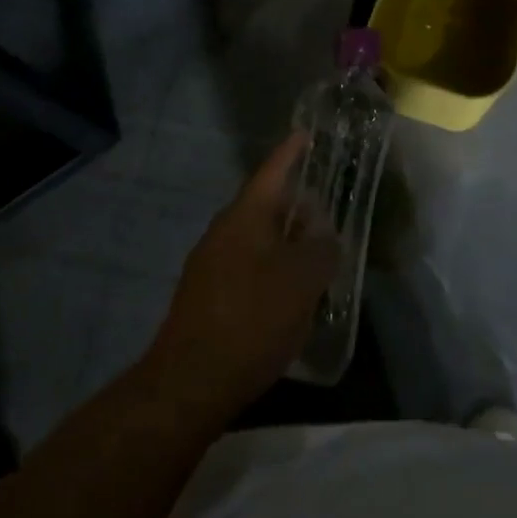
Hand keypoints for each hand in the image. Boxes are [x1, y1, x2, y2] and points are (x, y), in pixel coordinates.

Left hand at [143, 132, 338, 417]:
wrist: (190, 382)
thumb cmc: (252, 319)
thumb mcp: (302, 282)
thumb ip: (320, 251)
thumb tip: (325, 236)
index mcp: (245, 217)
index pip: (271, 172)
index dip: (290, 153)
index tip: (304, 135)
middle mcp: (223, 232)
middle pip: (264, 207)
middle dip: (295, 207)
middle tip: (326, 211)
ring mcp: (210, 264)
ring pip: (256, 240)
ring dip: (285, 243)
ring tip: (316, 256)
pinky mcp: (207, 296)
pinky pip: (247, 268)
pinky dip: (271, 270)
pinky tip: (290, 295)